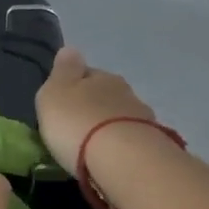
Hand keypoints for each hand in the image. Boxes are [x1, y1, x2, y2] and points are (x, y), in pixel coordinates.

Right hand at [35, 47, 156, 174]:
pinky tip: (111, 156)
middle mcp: (125, 91)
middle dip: (93, 106)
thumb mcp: (55, 92)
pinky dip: (121, 145)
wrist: (122, 159)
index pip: (85, 73)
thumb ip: (62, 71)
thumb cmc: (77, 122)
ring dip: (108, 127)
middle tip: (76, 125)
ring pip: (120, 117)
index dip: (73, 85)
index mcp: (100, 75)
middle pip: (105, 95)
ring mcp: (142, 119)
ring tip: (93, 144)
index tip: (63, 101)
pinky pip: (130, 140)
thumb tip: (70, 49)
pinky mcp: (153, 145)